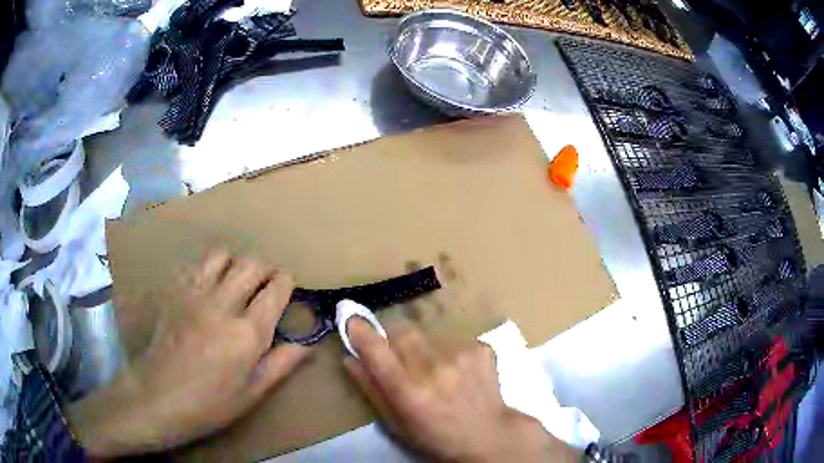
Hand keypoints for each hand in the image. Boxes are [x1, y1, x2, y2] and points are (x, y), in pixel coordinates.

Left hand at [67, 250, 311, 456]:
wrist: (158, 397)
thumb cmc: (210, 404)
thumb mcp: (252, 393)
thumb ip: (281, 365)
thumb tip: (307, 346)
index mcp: (248, 333)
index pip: (276, 288)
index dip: (286, 283)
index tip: (287, 289)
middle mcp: (224, 304)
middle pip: (252, 264)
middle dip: (265, 269)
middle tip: (265, 285)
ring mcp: (195, 293)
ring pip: (223, 256)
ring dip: (235, 263)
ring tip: (236, 281)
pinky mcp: (175, 292)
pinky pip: (196, 265)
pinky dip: (209, 269)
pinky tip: (207, 287)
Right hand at [344, 319, 579, 461]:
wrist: (488, 434)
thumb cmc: (435, 436)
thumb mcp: (396, 423)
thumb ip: (371, 389)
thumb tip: (350, 358)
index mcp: (409, 392)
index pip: (377, 350)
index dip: (361, 332)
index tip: (352, 320)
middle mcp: (434, 368)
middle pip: (402, 332)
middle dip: (394, 340)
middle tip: (401, 359)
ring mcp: (462, 355)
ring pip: (428, 335)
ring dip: (424, 348)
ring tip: (437, 372)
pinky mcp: (481, 348)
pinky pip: (453, 339)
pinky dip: (449, 352)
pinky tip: (459, 372)